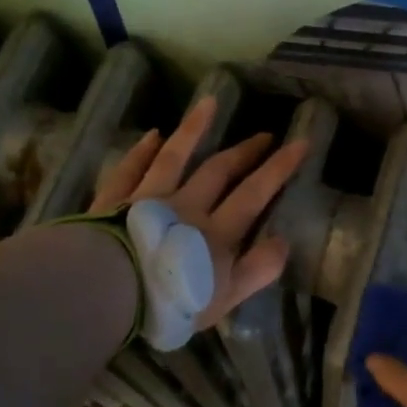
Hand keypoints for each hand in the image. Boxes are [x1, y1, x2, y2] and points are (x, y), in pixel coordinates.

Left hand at [88, 95, 308, 329]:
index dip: (279, 168)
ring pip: (174, 157)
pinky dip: (142, 151)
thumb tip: (283, 240)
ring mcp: (147, 199)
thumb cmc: (169, 302)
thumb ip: (258, 269)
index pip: (254, 194)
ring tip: (209, 103)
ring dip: (193, 130)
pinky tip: (152, 135)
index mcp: (216, 233)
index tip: (300, 142)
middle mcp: (186, 206)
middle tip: (265, 134)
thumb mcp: (225, 297)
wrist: (107, 293)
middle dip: (245, 152)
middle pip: (218, 171)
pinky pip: (130, 169)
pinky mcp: (113, 202)